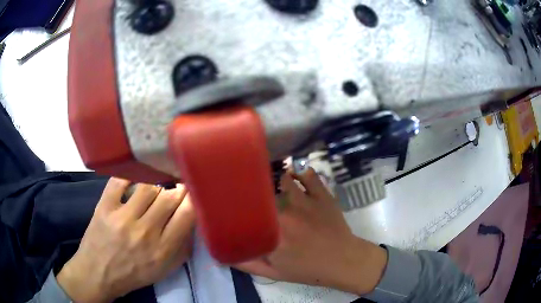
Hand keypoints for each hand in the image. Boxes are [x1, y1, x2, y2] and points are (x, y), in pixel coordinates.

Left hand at [57, 178, 195, 301]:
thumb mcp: (166, 269)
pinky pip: (120, 179)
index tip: (196, 191)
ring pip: (148, 186)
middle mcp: (145, 231)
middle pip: (169, 196)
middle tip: (179, 185)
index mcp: (163, 249)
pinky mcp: (105, 206)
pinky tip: (135, 175)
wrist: (99, 273)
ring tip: (157, 184)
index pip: (187, 214)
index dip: (194, 198)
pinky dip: (130, 173)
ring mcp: (122, 217)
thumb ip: (183, 247)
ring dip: (157, 183)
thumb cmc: (135, 274)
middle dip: (178, 188)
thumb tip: (193, 220)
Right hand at [235, 168, 387, 294]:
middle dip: (255, 189)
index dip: (239, 202)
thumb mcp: (274, 273)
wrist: (343, 261)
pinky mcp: (323, 195)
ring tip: (272, 180)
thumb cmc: (308, 270)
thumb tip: (223, 255)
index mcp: (272, 234)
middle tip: (253, 191)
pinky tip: (295, 175)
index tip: (233, 199)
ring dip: (277, 179)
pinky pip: (308, 175)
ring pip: (284, 179)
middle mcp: (286, 214)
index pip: (248, 210)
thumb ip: (247, 264)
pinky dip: (300, 172)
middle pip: (263, 191)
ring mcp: (306, 202)